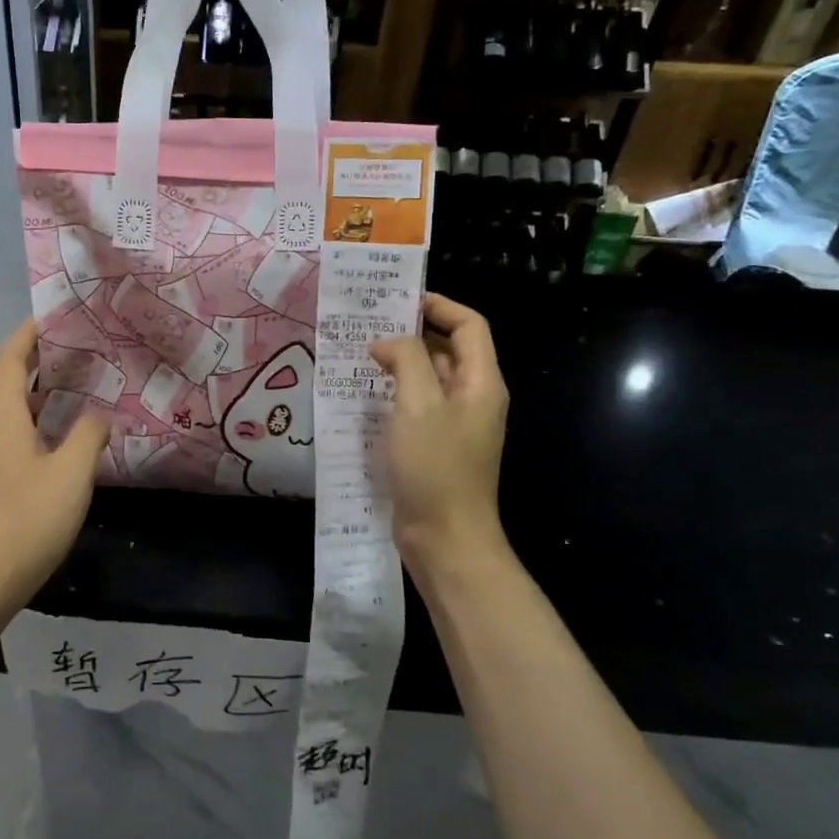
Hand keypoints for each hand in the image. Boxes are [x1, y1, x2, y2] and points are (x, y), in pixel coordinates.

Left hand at [0, 321, 109, 616]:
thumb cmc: (25, 521)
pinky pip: (12, 433)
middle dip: (39, 359)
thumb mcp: (71, 474)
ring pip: (10, 409)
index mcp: (1, 416)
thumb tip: (98, 415)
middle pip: (7, 379)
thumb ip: (88, 436)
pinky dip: (36, 420)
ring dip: (39, 391)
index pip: (11, 357)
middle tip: (80, 348)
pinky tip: (63, 437)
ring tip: (78, 385)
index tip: (58, 316)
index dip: (31, 333)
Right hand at [370, 294, 509, 584]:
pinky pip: (416, 407)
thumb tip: (388, 343)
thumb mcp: (419, 404)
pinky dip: (393, 394)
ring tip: (358, 355)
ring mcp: (454, 425)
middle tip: (368, 324)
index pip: (470, 326)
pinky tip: (362, 395)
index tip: (399, 300)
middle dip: (413, 332)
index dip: (439, 306)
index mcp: (481, 382)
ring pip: (428, 379)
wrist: (444, 538)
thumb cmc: (435, 466)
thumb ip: (407, 359)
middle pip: (448, 349)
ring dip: (399, 364)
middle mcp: (473, 398)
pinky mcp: (434, 446)